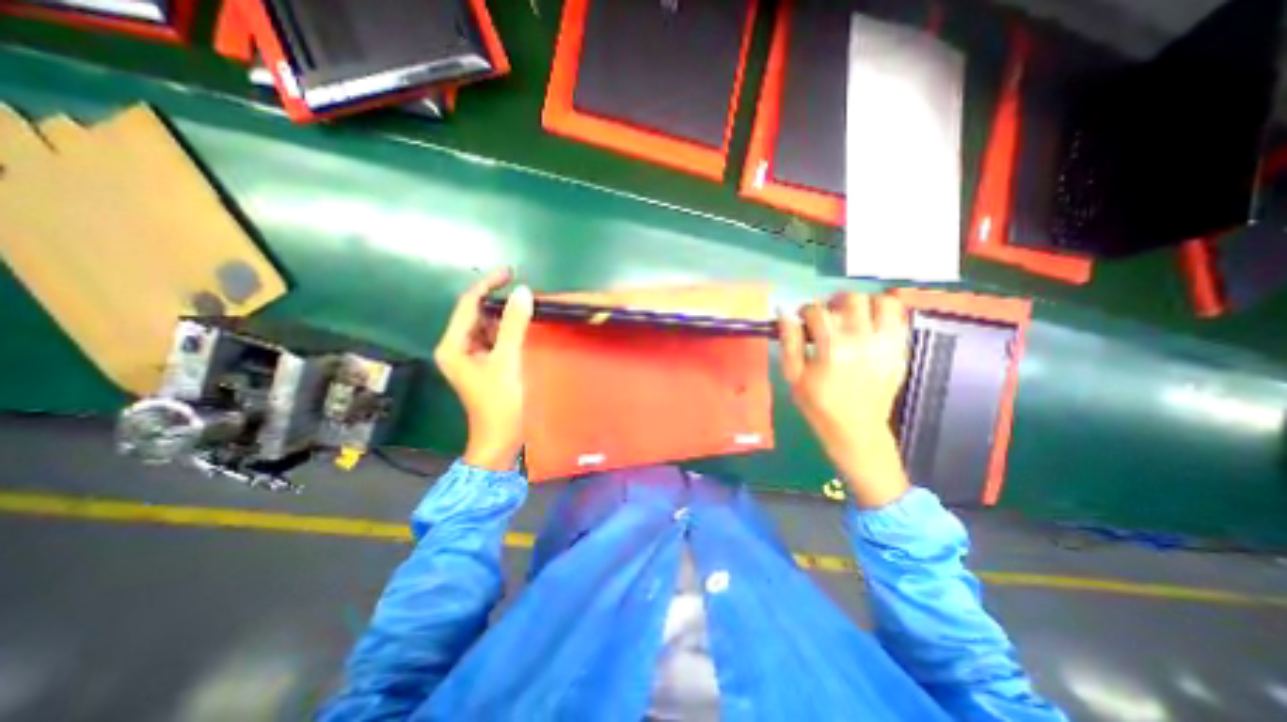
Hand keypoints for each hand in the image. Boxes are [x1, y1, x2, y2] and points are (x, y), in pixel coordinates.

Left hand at [431, 267, 532, 469]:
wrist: (500, 439)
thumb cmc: (500, 402)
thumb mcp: (508, 360)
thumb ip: (514, 325)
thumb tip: (523, 292)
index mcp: (453, 345)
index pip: (468, 304)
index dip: (488, 285)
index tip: (510, 272)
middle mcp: (456, 347)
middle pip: (476, 314)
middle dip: (498, 301)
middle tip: (524, 292)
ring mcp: (470, 357)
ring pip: (487, 327)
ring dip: (505, 317)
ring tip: (527, 307)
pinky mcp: (483, 365)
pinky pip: (494, 340)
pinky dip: (507, 332)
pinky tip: (523, 328)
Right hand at [779, 293, 909, 508]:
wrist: (857, 430)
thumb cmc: (819, 404)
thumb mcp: (794, 375)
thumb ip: (789, 342)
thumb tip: (785, 314)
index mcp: (833, 348)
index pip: (818, 311)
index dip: (805, 311)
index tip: (802, 320)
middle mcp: (863, 340)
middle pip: (851, 299)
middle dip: (834, 302)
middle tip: (827, 316)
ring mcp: (886, 344)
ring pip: (882, 302)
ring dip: (863, 304)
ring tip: (852, 316)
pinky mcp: (900, 350)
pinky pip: (899, 318)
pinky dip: (884, 314)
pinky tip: (870, 324)